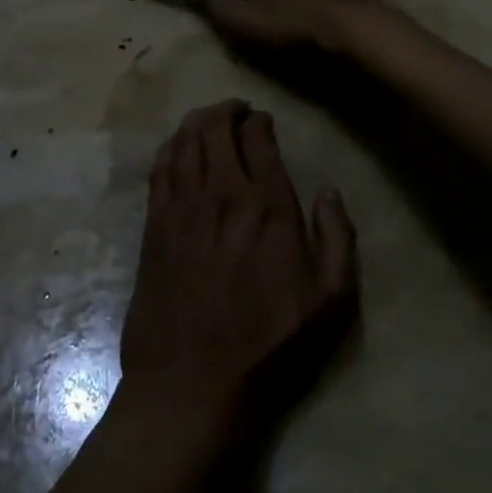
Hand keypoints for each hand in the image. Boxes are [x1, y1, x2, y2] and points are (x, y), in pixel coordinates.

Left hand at [119, 101, 358, 429]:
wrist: (194, 382)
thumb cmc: (270, 343)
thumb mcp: (331, 300)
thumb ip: (338, 237)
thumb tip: (329, 190)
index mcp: (268, 205)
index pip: (258, 138)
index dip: (259, 121)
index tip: (262, 121)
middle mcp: (222, 193)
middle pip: (215, 128)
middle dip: (226, 110)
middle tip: (236, 111)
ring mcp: (182, 207)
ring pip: (184, 141)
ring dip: (196, 121)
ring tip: (207, 119)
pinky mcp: (154, 226)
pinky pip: (159, 169)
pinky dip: (169, 147)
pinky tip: (175, 146)